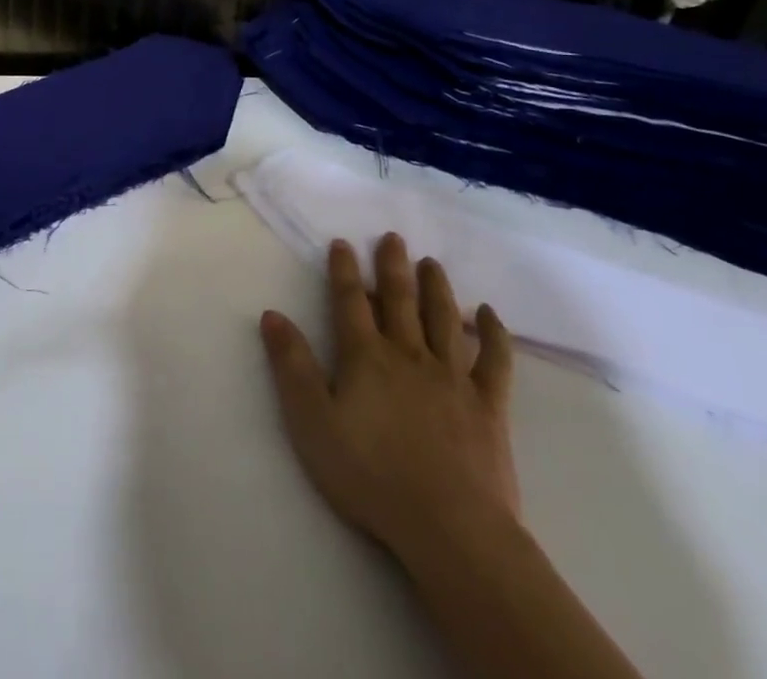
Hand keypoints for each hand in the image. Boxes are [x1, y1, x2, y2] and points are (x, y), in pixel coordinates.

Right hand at [260, 232, 517, 565]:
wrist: (450, 529)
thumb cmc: (370, 475)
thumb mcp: (312, 422)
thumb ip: (291, 365)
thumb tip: (272, 315)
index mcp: (366, 357)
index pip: (350, 302)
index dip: (344, 270)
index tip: (343, 242)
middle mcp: (408, 354)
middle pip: (399, 300)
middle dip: (392, 266)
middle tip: (393, 237)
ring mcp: (452, 377)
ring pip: (443, 319)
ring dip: (436, 288)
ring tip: (431, 263)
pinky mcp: (488, 406)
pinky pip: (494, 361)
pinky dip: (493, 334)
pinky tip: (490, 314)